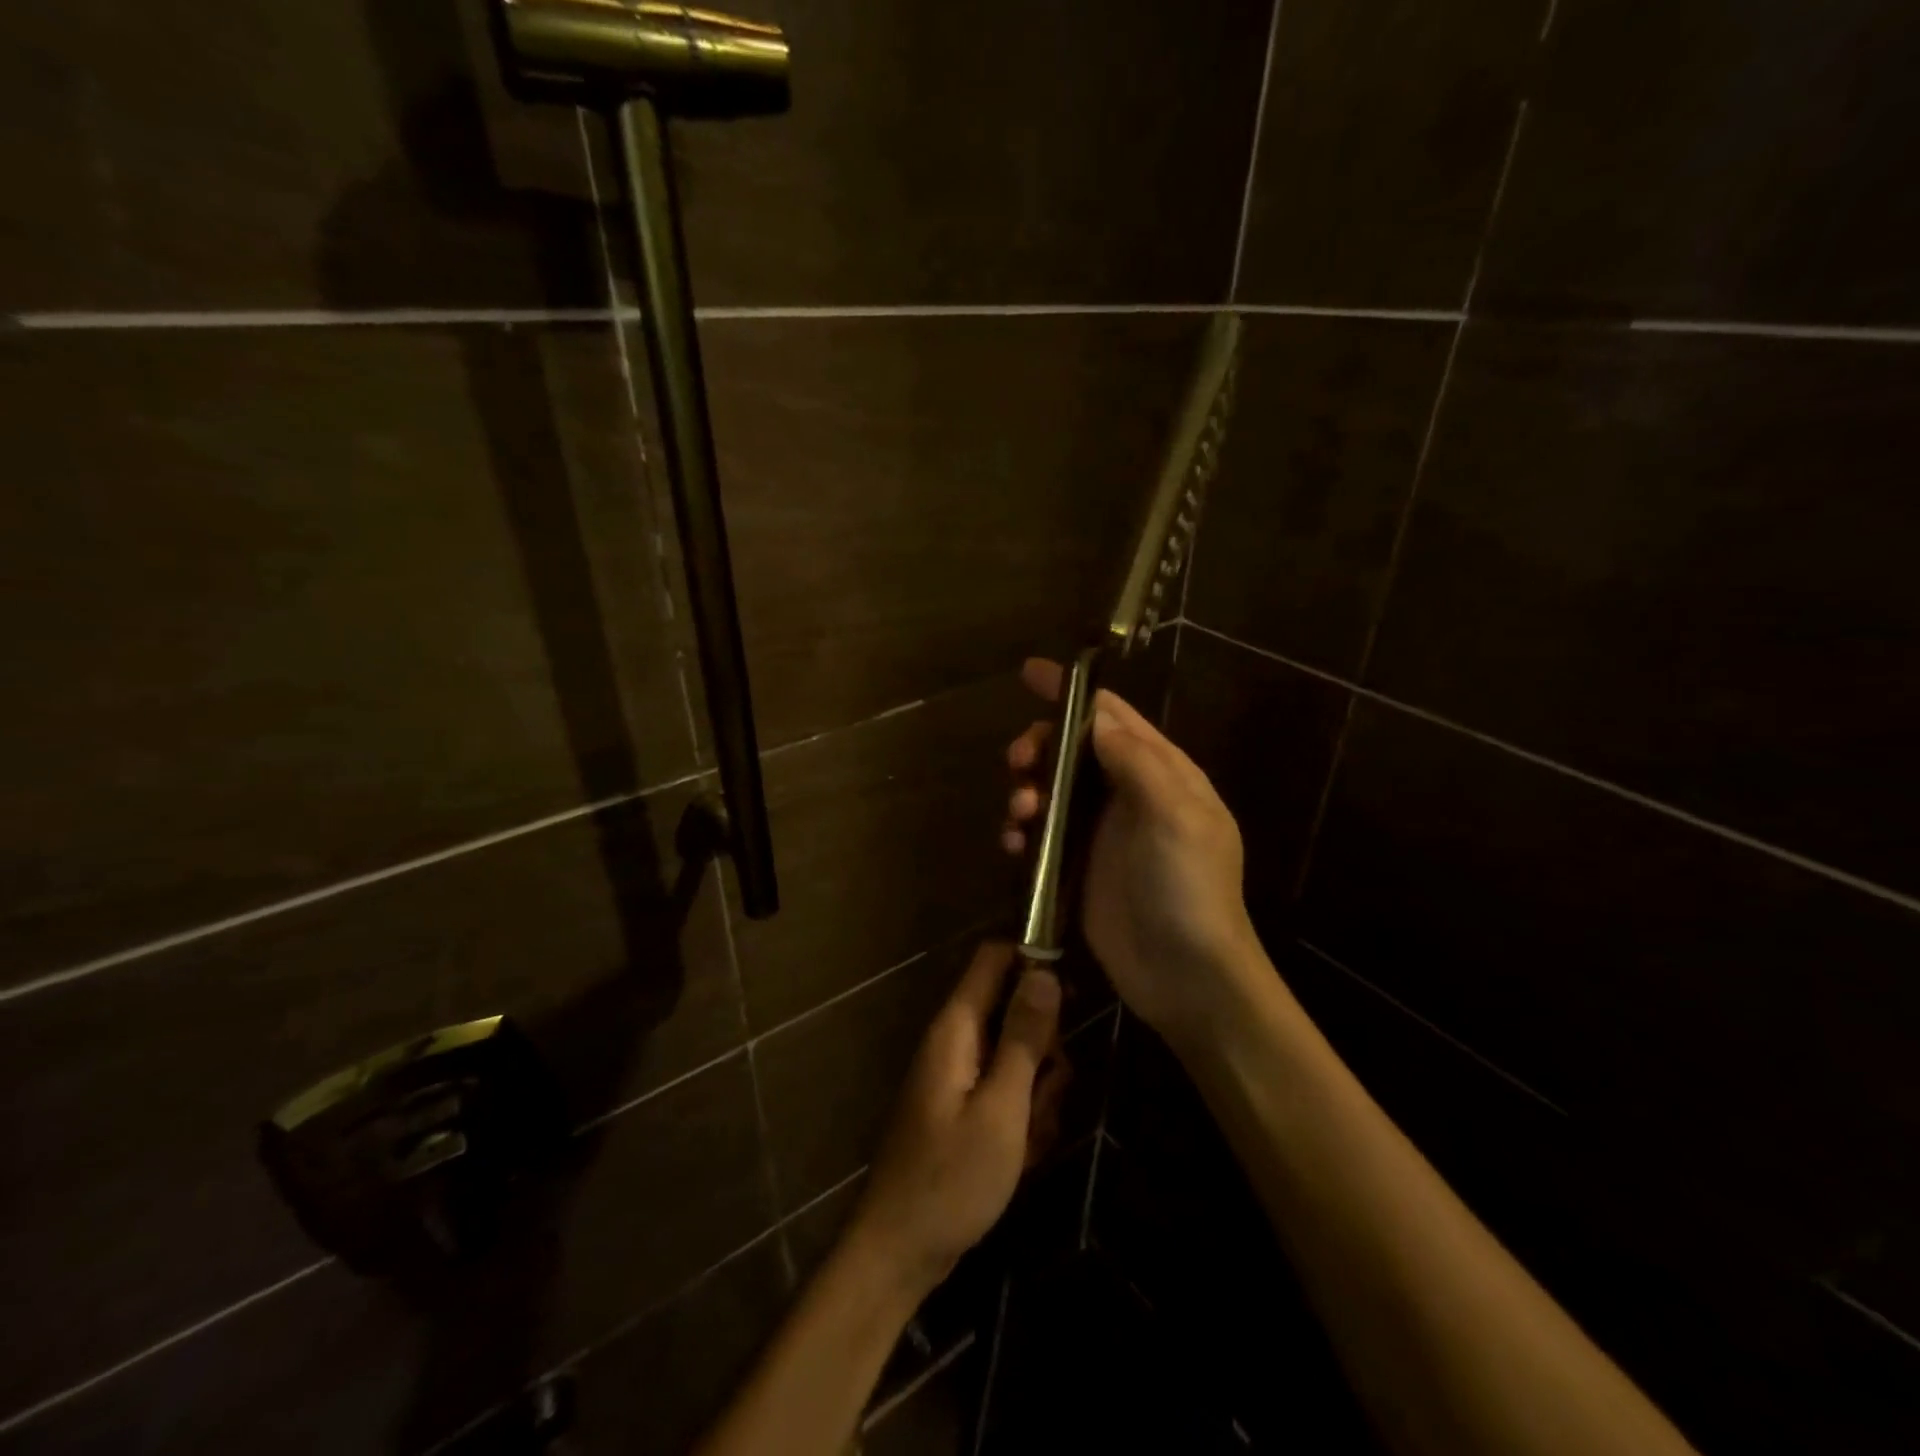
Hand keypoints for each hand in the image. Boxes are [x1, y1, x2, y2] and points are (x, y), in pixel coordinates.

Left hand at [846, 942, 1064, 1299]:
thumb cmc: (952, 1178)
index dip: (1033, 960)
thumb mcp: (1001, 1107)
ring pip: (1019, 1058)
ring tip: (1028, 1140)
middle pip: (1015, 1012)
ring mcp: (960, 1076)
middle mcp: (956, 1041)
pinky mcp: (965, 1107)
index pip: (993, 958)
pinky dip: (1022, 1120)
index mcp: (957, 1028)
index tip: (1073, 994)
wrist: (901, 1251)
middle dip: (1044, 1051)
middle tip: (1046, 1095)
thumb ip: (1024, 1038)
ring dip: (1037, 1094)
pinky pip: (1008, 1093)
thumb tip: (1045, 971)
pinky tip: (1020, 1158)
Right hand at [1004, 657, 1259, 1043]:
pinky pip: (1041, 833)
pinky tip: (1013, 845)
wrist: (1185, 975)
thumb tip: (1097, 716)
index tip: (1029, 673)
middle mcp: (1128, 792)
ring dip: (1026, 790)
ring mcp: (1101, 830)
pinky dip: (1022, 830)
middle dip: (1039, 747)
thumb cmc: (1188, 888)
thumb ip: (1136, 760)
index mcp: (1161, 770)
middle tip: (1018, 764)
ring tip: (1019, 813)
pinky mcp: (1077, 865)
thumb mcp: (1174, 815)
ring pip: (1051, 788)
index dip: (1071, 692)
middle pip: (1072, 748)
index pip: (1112, 714)